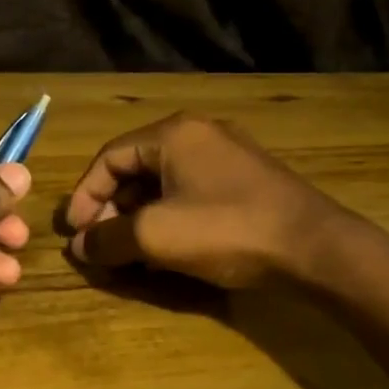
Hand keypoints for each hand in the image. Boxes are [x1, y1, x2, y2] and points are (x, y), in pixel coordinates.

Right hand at [64, 113, 341, 288]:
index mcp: (173, 134)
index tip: (74, 232)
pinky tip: (165, 252)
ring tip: (128, 254)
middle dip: (112, 209)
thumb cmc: (227, 230)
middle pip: (136, 169)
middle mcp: (199, 136)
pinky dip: (169, 220)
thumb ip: (109, 238)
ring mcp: (227, 157)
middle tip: (100, 246)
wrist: (314, 247)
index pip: (109, 157)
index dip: (84, 195)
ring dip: (138, 218)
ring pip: (164, 185)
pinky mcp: (246, 183)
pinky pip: (191, 195)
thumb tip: (80, 247)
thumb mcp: (156, 236)